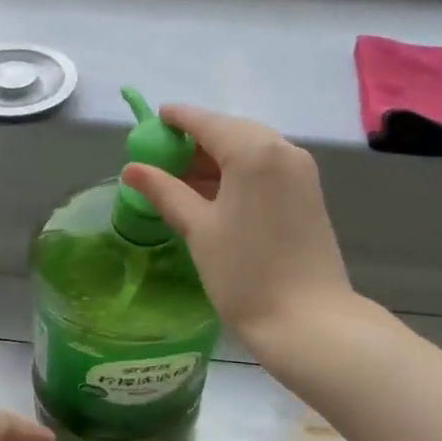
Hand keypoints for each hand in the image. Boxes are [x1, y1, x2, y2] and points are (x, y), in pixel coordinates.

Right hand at [121, 105, 352, 351]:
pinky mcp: (308, 193)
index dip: (178, 118)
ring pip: (251, 150)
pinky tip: (214, 194)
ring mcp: (300, 171)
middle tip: (163, 158)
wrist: (310, 321)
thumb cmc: (246, 273)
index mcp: (254, 151)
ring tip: (182, 179)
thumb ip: (165, 191)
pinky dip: (238, 173)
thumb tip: (132, 169)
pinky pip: (266, 168)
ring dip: (217, 159)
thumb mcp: (198, 229)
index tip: (154, 119)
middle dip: (197, 141)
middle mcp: (283, 150)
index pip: (207, 122)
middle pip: (231, 132)